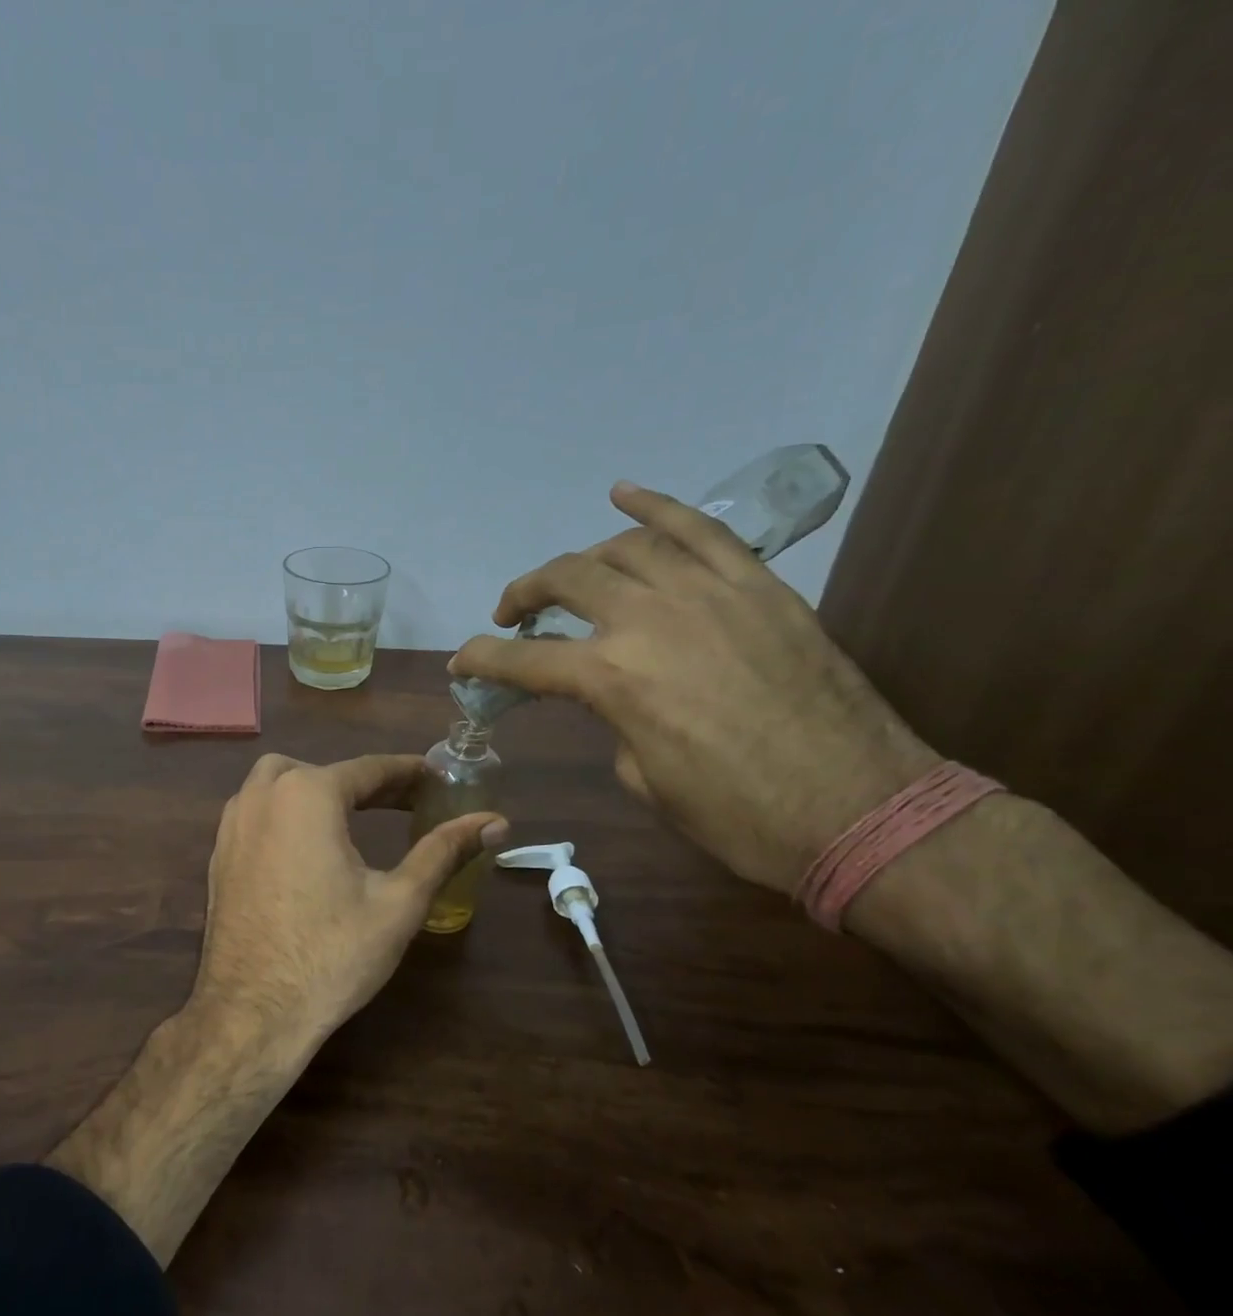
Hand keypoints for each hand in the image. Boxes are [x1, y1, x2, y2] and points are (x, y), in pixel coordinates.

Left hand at [191, 754, 508, 1047]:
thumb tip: (496, 822)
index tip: (438, 777)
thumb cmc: (332, 954)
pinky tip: (309, 846)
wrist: (252, 1013)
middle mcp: (262, 795)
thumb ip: (444, 851)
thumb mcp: (399, 902)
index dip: (409, 773)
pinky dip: (287, 811)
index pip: (369, 769)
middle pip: (323, 771)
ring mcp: (232, 824)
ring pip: (279, 783)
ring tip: (358, 816)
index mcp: (307, 795)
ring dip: (320, 790)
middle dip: (366, 782)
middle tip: (405, 803)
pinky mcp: (218, 853)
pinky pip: (256, 811)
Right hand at [450, 483, 937, 893]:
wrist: (862, 810)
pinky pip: (700, 528)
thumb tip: (614, 695)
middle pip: (565, 581)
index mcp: (612, 680)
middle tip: (511, 617)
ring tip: (569, 578)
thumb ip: (615, 721)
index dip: (481, 661)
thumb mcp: (645, 780)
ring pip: (623, 546)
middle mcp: (648, 620)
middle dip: (523, 596)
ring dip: (581, 559)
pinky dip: (656, 505)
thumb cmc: (738, 816)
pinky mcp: (758, 585)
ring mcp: (708, 592)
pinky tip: (623, 493)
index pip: (522, 661)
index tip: (461, 664)